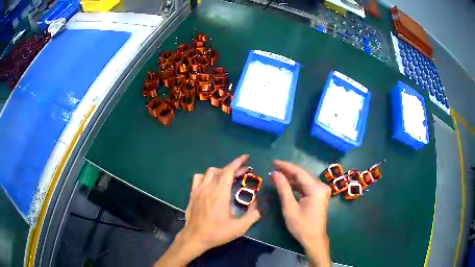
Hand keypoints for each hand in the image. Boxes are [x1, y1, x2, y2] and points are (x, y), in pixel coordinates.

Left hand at [155, 155, 260, 266]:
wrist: (195, 237)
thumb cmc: (217, 233)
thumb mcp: (239, 228)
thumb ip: (252, 215)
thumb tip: (256, 205)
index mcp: (220, 194)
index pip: (228, 171)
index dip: (238, 162)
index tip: (246, 158)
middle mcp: (208, 188)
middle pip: (221, 170)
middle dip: (233, 169)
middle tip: (243, 173)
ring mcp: (198, 190)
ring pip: (209, 172)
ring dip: (220, 172)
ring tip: (227, 179)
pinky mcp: (192, 194)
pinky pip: (198, 178)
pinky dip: (206, 176)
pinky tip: (210, 184)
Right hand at [270, 160, 330, 266]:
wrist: (314, 239)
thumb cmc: (301, 226)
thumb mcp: (289, 207)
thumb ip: (283, 188)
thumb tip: (275, 173)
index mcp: (316, 189)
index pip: (299, 172)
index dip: (285, 166)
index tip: (273, 162)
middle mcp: (321, 186)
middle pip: (302, 175)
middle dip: (287, 172)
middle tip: (273, 168)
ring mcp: (322, 191)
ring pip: (304, 180)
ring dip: (291, 178)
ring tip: (276, 176)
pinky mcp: (320, 195)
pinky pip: (307, 186)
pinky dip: (296, 185)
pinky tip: (286, 184)